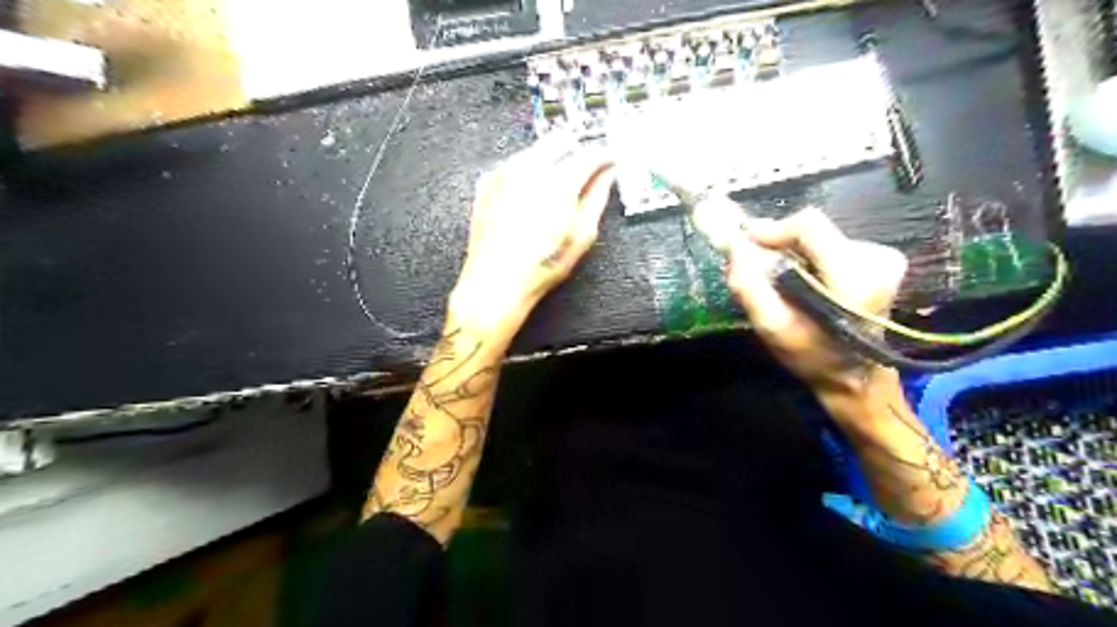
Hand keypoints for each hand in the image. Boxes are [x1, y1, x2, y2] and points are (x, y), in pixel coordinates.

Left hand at [449, 139, 619, 340]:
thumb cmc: (536, 267)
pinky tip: (533, 195)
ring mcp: (504, 174)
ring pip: (537, 149)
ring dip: (553, 160)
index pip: (590, 153)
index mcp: (557, 184)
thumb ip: (597, 199)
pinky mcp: (489, 181)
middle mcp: (528, 171)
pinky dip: (529, 171)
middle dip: (578, 151)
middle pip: (561, 140)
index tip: (610, 160)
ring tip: (558, 189)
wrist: (497, 281)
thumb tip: (606, 178)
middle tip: (586, 171)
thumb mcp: (580, 237)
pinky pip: (516, 163)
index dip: (605, 155)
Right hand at [716, 205, 905, 392]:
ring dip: (793, 252)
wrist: (857, 377)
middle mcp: (877, 259)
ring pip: (820, 237)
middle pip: (812, 230)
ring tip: (780, 280)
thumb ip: (750, 286)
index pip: (808, 225)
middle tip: (756, 264)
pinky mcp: (883, 259)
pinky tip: (803, 282)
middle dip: (779, 243)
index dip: (772, 229)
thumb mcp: (772, 328)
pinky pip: (831, 244)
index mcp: (854, 277)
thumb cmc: (812, 356)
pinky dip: (809, 257)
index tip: (745, 242)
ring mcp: (884, 257)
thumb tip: (734, 246)